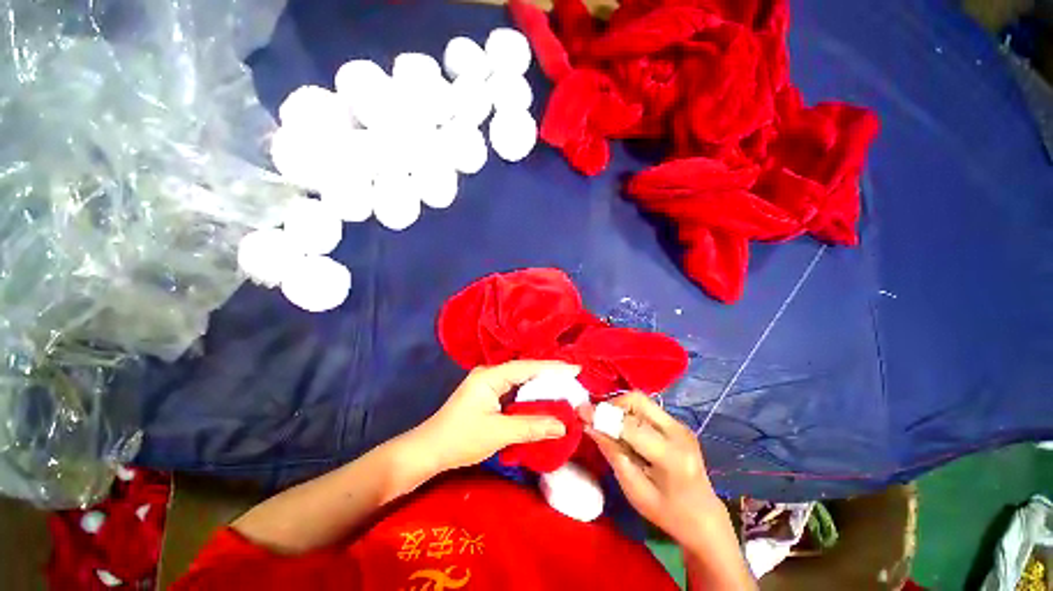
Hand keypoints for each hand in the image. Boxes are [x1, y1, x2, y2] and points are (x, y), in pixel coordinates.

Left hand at [415, 361, 580, 472]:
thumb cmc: (461, 439)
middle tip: (574, 378)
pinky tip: (542, 399)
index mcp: (490, 376)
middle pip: (525, 371)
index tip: (576, 368)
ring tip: (564, 387)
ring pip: (520, 381)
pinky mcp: (488, 395)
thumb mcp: (498, 433)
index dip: (552, 368)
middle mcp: (490, 374)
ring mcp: (488, 384)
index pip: (527, 367)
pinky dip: (529, 395)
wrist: (428, 451)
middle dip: (549, 374)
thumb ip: (531, 426)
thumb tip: (562, 425)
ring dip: (540, 385)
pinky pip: (514, 391)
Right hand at [580, 392, 723, 547]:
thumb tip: (589, 425)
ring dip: (620, 408)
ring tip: (610, 426)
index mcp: (672, 456)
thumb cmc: (667, 513)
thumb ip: (612, 454)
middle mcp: (679, 432)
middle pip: (637, 400)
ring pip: (641, 400)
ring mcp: (681, 425)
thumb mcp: (634, 491)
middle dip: (612, 405)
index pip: (631, 425)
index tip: (580, 411)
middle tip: (598, 421)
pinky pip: (647, 408)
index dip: (603, 415)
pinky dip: (630, 413)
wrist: (704, 518)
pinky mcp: (678, 423)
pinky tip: (625, 431)